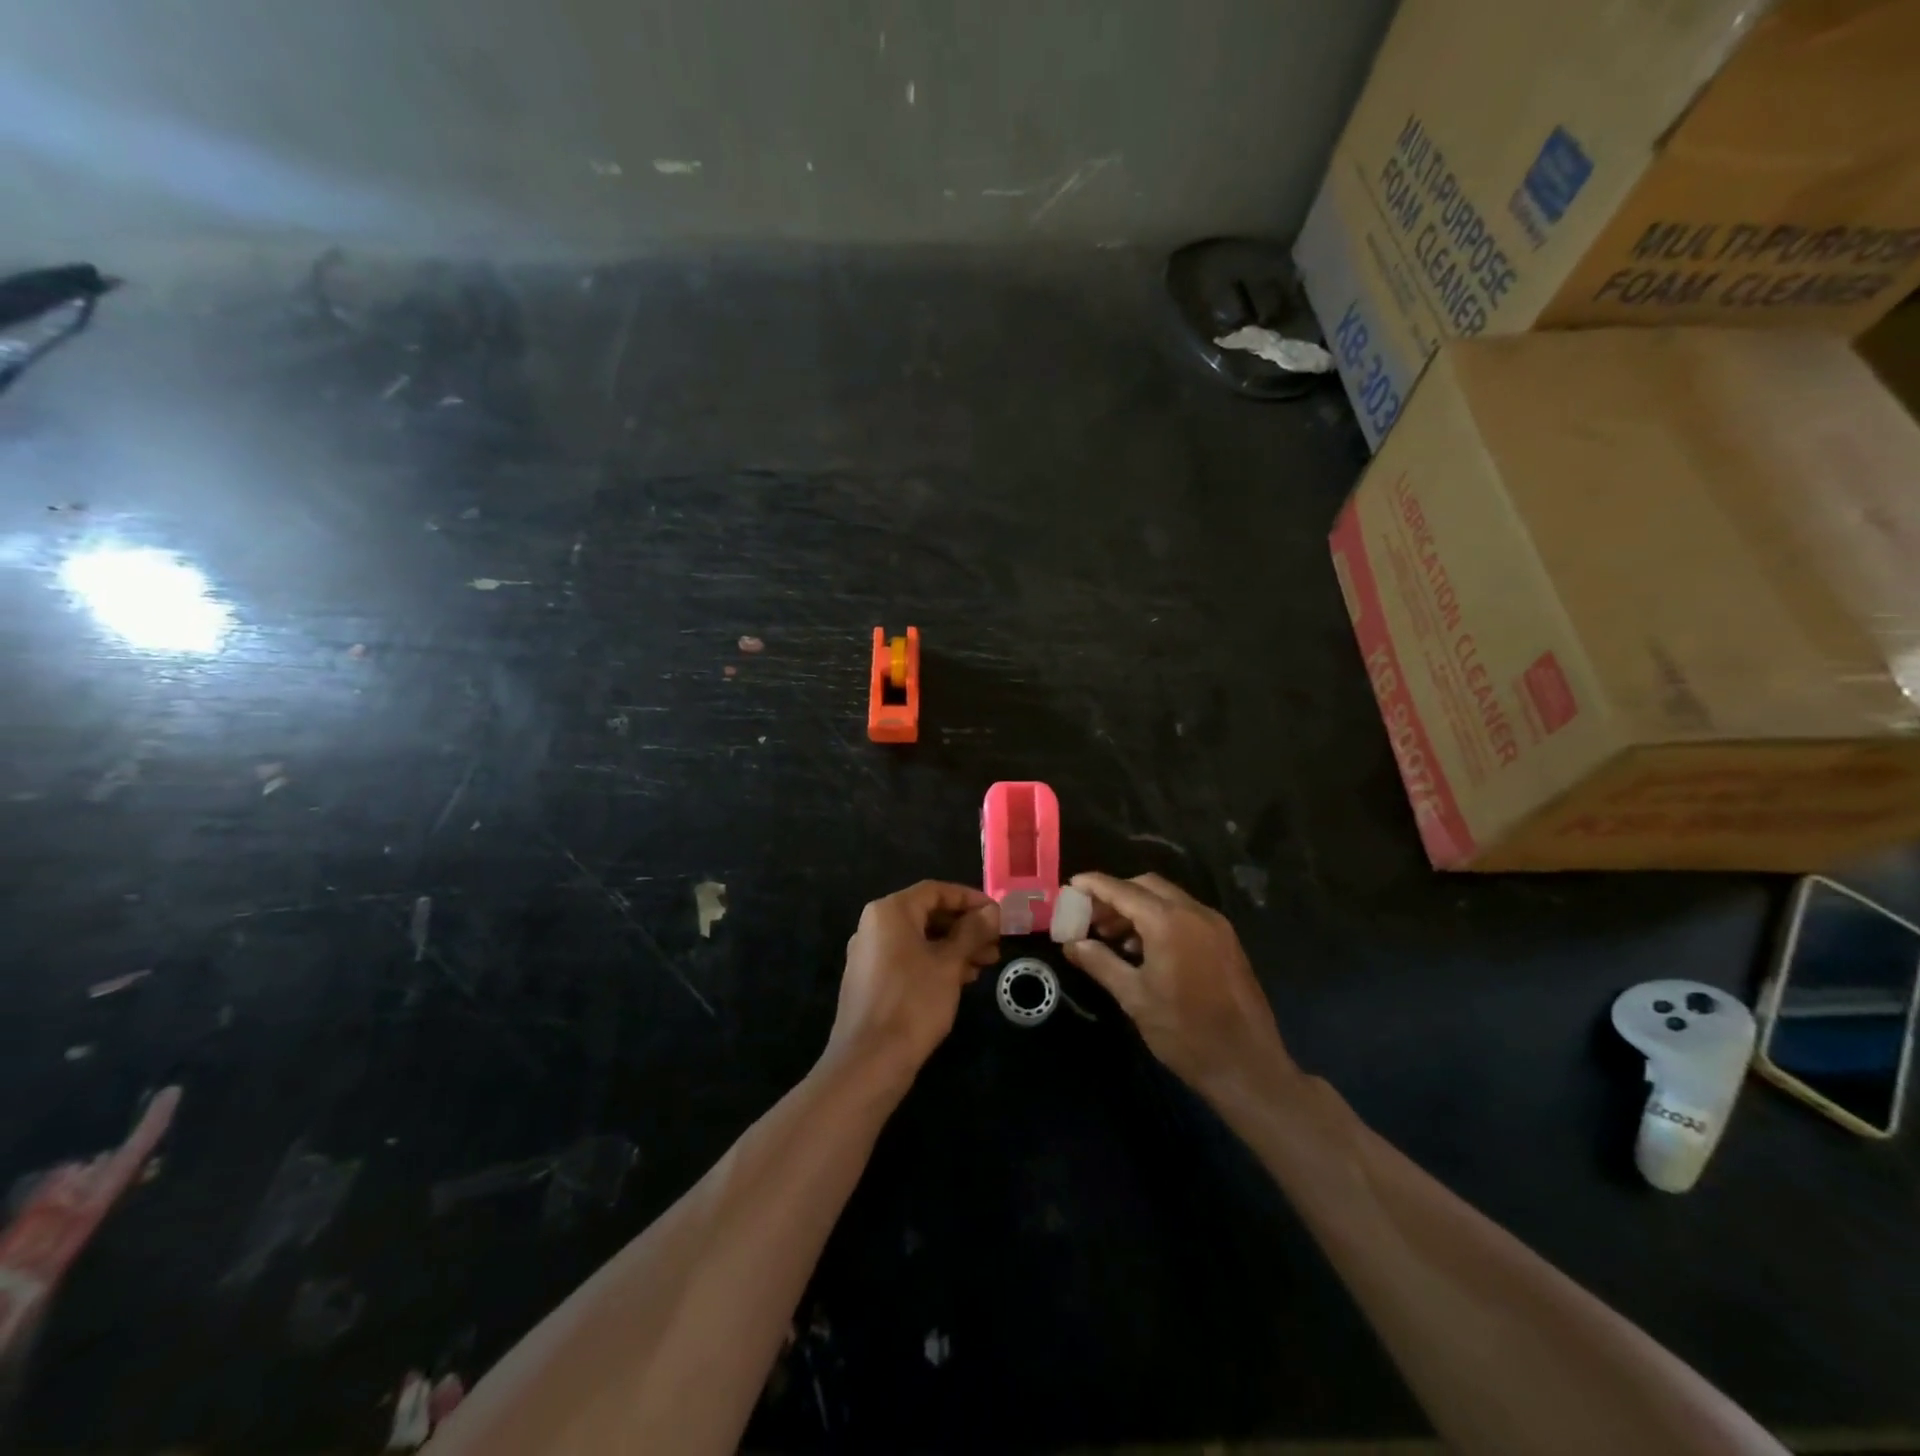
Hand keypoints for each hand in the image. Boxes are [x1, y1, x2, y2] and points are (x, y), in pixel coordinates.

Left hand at [824, 881, 1000, 1085]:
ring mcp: (869, 954)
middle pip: (927, 914)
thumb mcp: (949, 964)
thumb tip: (990, 911)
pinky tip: (961, 980)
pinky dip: (935, 963)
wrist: (869, 1061)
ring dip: (954, 947)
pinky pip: (908, 959)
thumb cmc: (913, 1002)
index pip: (935, 891)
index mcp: (890, 912)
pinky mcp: (870, 980)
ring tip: (986, 964)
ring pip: (920, 939)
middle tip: (995, 944)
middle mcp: (874, 926)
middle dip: (964, 927)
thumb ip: (971, 932)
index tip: (997, 914)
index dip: (969, 899)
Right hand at [1062, 872, 1294, 1099]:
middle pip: (1147, 886)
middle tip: (1091, 917)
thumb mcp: (1134, 997)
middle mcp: (1195, 913)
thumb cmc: (1184, 1032)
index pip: (1123, 890)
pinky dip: (1161, 920)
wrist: (1248, 1067)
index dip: (1094, 885)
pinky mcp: (1227, 942)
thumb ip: (1100, 963)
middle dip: (1116, 895)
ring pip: (1168, 899)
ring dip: (1138, 908)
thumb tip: (1072, 944)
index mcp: (1169, 922)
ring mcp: (1216, 926)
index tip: (1071, 885)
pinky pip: (1187, 916)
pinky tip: (1145, 950)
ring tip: (1112, 937)